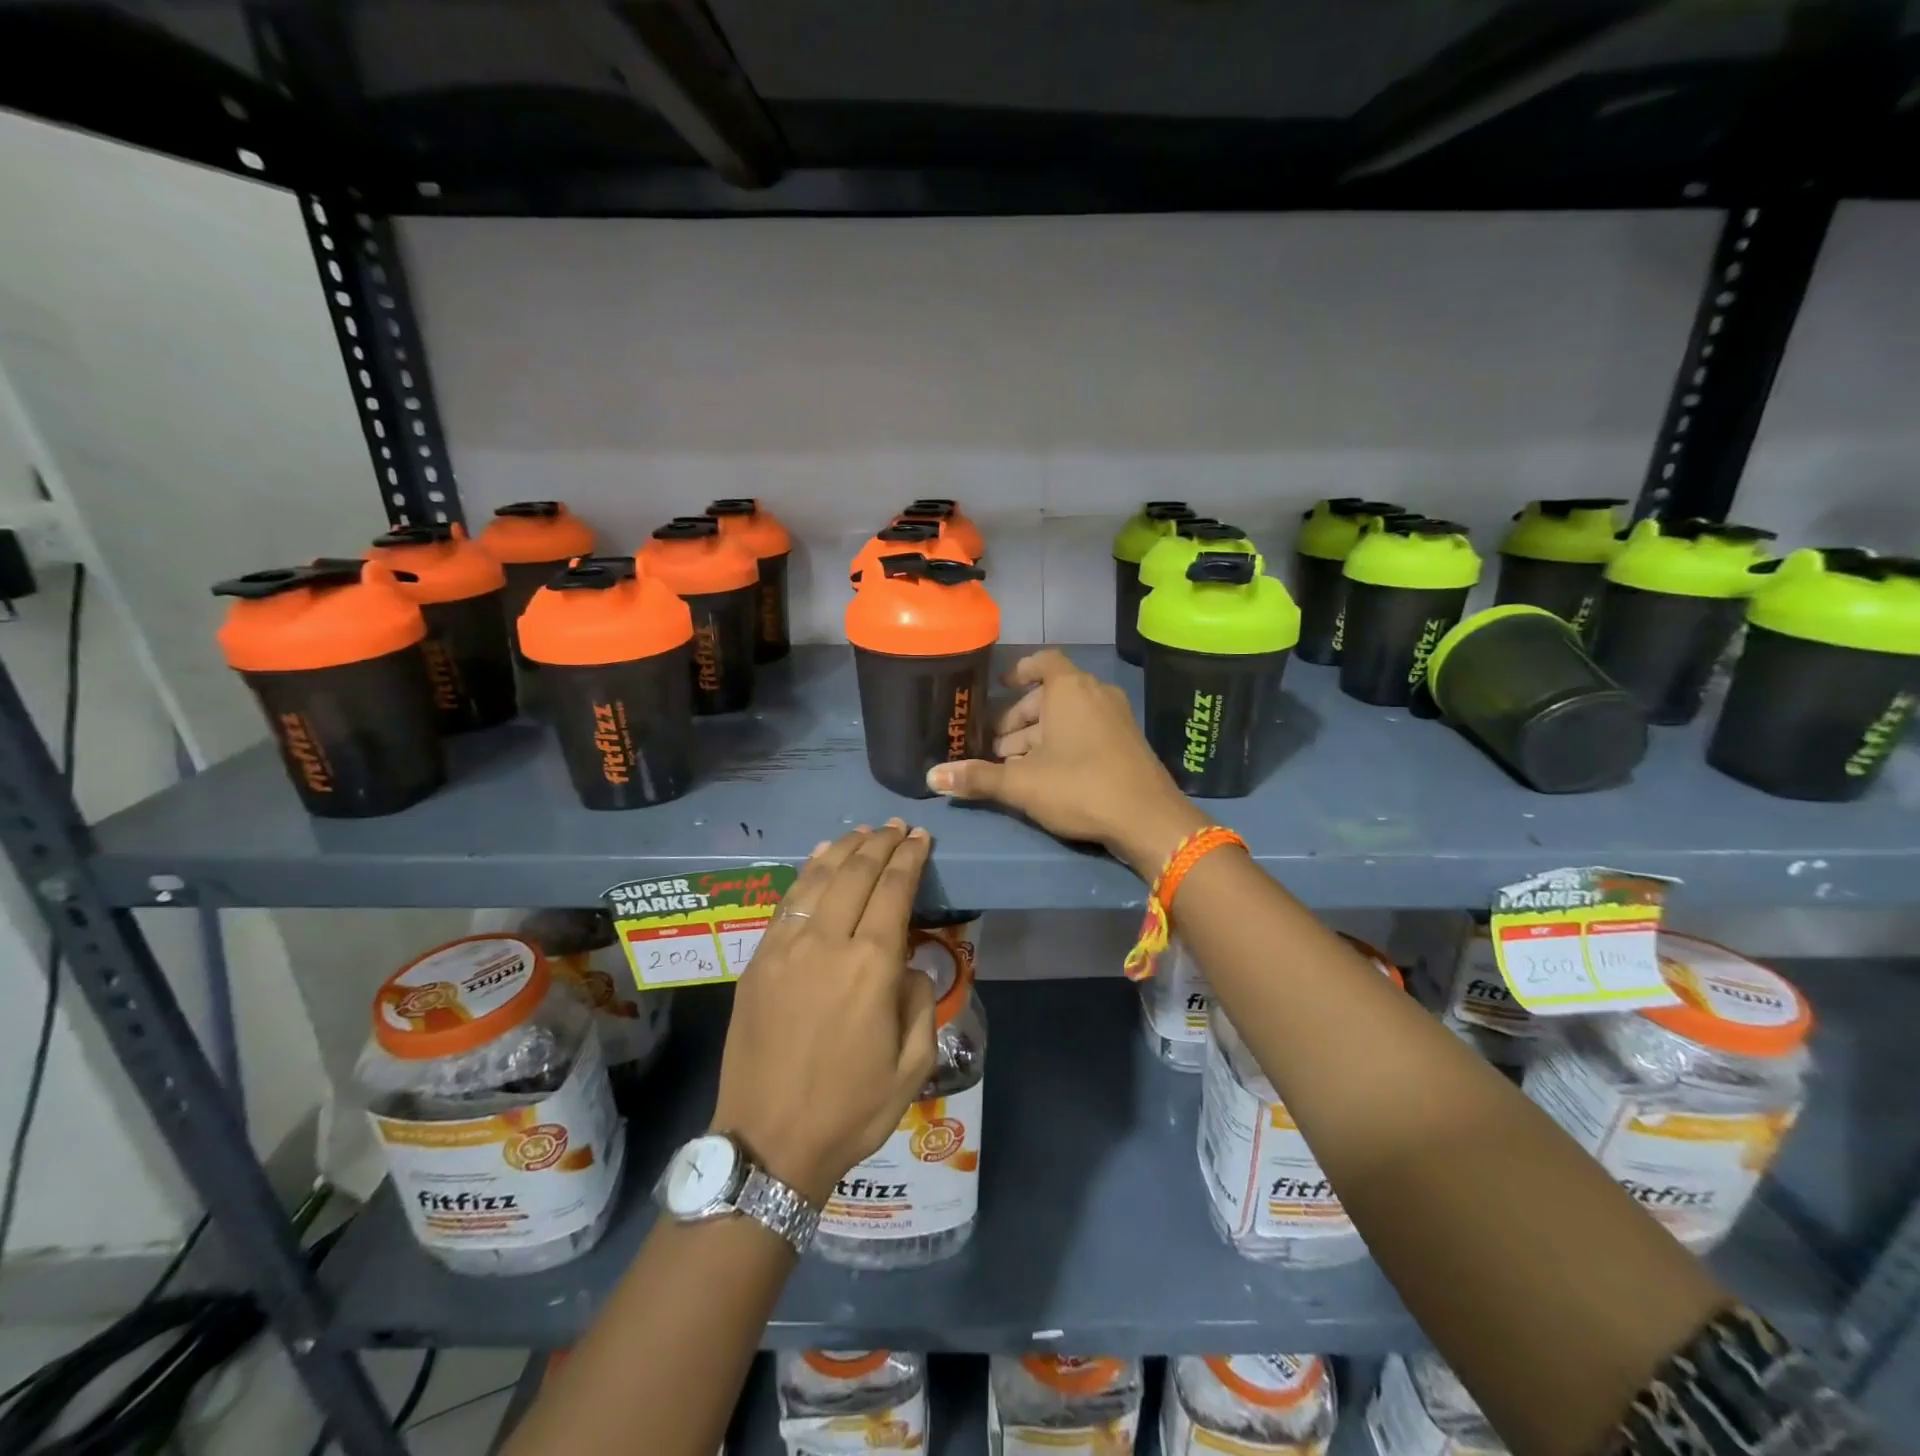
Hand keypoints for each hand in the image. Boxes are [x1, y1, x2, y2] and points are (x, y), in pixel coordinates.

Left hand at [710, 821, 937, 1207]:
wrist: (767, 1142)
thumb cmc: (850, 1109)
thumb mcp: (913, 1066)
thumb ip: (920, 1002)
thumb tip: (908, 963)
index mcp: (872, 966)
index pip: (894, 890)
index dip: (909, 858)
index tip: (920, 837)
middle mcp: (828, 942)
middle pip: (856, 873)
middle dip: (880, 843)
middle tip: (896, 826)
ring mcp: (786, 947)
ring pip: (819, 878)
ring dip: (844, 849)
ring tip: (863, 832)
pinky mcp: (758, 959)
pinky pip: (787, 901)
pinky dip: (807, 872)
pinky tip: (819, 859)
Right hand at [925, 650, 1207, 876]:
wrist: (1149, 820)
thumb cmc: (1080, 787)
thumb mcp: (1022, 784)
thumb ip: (977, 777)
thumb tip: (931, 776)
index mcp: (1070, 689)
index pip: (1043, 662)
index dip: (1019, 671)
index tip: (998, 687)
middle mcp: (1095, 693)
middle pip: (1050, 695)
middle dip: (1018, 718)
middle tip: (994, 745)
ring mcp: (1116, 717)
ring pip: (1068, 716)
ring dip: (1038, 735)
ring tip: (1013, 765)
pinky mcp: (1127, 742)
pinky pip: (1087, 730)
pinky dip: (1063, 743)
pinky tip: (1045, 775)